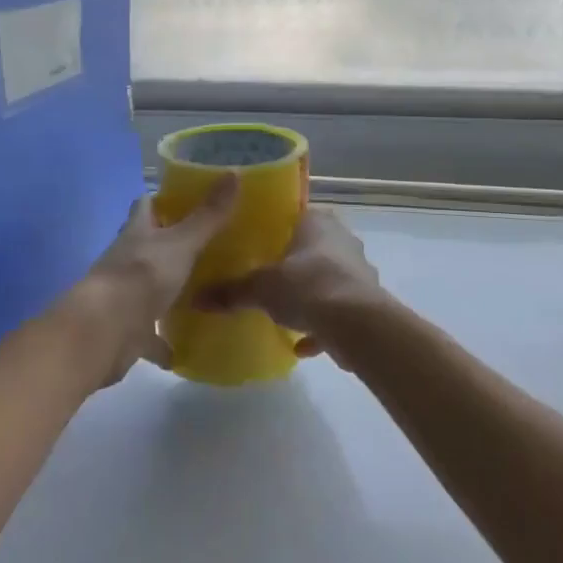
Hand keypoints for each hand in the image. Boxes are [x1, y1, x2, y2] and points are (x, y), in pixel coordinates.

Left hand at [68, 176, 239, 386]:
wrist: (105, 332)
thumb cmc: (143, 276)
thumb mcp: (182, 242)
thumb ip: (208, 215)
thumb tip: (234, 173)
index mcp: (137, 233)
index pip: (145, 206)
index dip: (161, 200)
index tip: (186, 199)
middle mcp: (126, 260)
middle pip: (147, 246)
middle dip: (170, 244)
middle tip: (205, 244)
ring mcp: (124, 296)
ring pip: (148, 288)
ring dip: (167, 290)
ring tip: (201, 291)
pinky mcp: (127, 331)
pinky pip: (149, 335)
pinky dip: (163, 341)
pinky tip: (184, 346)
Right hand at [195, 206, 381, 357]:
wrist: (357, 323)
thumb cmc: (307, 286)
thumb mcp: (261, 288)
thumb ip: (232, 291)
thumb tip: (196, 298)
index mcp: (317, 222)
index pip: (295, 216)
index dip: (277, 229)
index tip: (258, 244)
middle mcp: (341, 239)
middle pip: (313, 247)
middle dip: (293, 264)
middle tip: (268, 278)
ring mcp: (357, 270)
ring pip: (327, 278)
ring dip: (310, 295)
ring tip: (285, 313)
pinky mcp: (366, 301)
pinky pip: (337, 310)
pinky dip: (321, 326)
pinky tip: (301, 346)